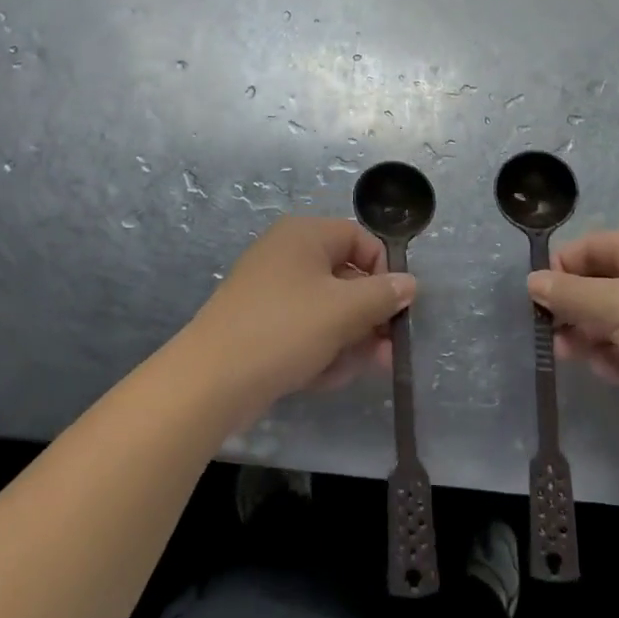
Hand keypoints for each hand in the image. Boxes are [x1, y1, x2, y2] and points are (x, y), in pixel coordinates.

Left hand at [186, 217, 414, 425]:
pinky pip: (303, 330)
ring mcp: (270, 291)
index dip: (384, 271)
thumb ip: (383, 295)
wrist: (210, 382)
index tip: (396, 307)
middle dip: (369, 316)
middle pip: (345, 277)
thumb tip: (409, 284)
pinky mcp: (260, 325)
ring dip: (348, 339)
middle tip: (388, 351)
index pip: (360, 239)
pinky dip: (319, 349)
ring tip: (357, 369)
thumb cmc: (284, 330)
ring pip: (326, 309)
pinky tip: (325, 378)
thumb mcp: (344, 310)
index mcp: (304, 235)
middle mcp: (286, 254)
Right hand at [532, 229, 618, 456]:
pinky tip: (612, 372)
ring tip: (574, 356)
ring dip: (589, 336)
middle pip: (597, 284)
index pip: (590, 247)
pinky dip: (614, 358)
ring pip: (609, 319)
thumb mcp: (615, 305)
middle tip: (551, 334)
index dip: (561, 269)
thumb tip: (531, 282)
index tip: (537, 299)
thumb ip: (569, 294)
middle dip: (573, 309)